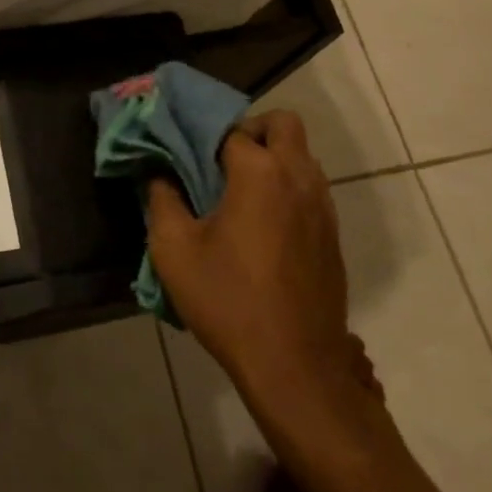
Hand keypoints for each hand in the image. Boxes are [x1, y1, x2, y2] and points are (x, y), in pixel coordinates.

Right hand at [146, 111, 379, 441]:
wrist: (294, 366)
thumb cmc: (228, 300)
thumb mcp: (173, 249)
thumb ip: (162, 199)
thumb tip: (159, 173)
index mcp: (258, 173)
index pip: (230, 129)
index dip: (203, 136)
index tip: (184, 153)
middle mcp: (298, 178)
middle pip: (283, 125)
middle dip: (251, 130)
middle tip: (220, 160)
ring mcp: (322, 207)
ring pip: (302, 156)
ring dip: (272, 159)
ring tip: (237, 192)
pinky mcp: (332, 235)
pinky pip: (310, 188)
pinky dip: (287, 187)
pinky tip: (261, 225)